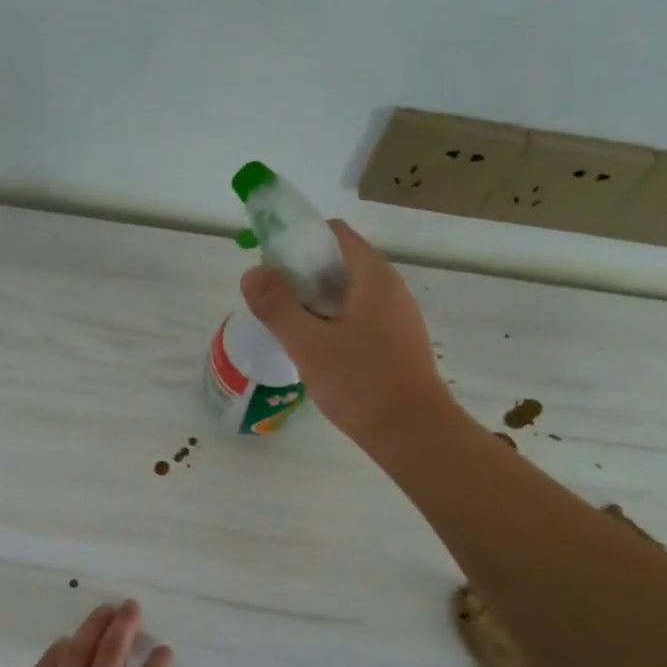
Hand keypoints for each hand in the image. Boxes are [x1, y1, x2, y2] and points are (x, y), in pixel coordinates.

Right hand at [241, 220, 451, 449]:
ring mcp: (397, 315)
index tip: (271, 267)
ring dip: (316, 302)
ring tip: (290, 329)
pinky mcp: (397, 341)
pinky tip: (318, 351)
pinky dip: (334, 322)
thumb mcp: (309, 345)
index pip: (333, 233)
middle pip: (339, 261)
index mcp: (373, 275)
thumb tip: (251, 272)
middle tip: (273, 304)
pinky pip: (360, 316)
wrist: (414, 433)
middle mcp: (390, 287)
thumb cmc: (361, 384)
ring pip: (349, 292)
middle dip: (302, 275)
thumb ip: (277, 306)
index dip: (298, 240)